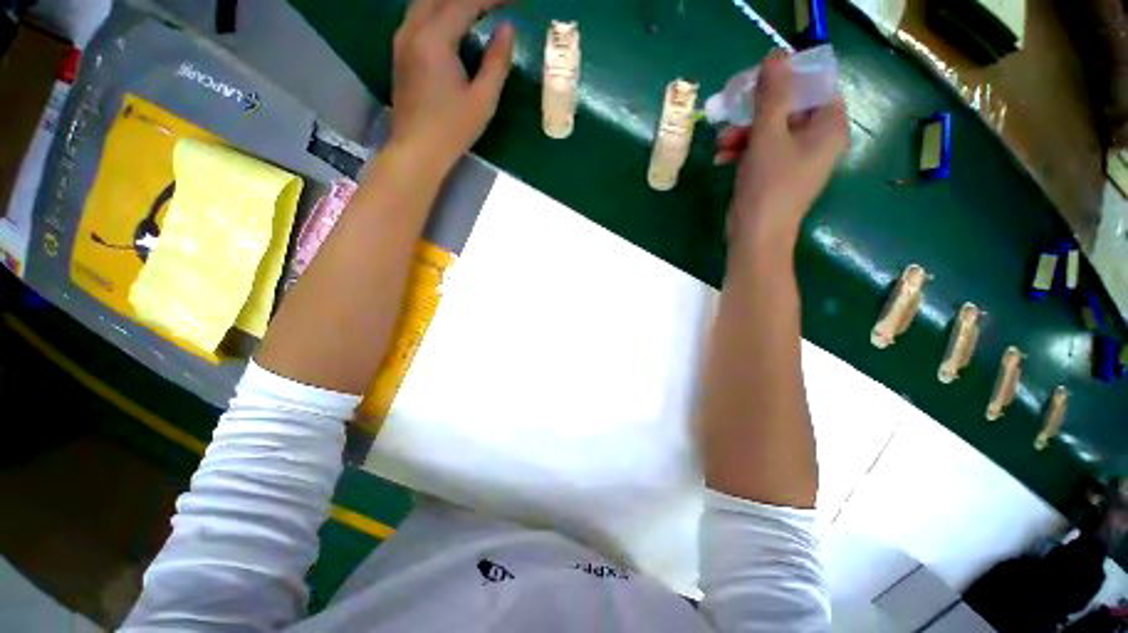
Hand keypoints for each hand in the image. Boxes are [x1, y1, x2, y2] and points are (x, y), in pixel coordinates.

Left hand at [388, 0, 514, 171]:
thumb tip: (508, 30)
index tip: (511, 1)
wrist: (417, 150)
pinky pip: (417, 17)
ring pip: (424, 3)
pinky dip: (437, 12)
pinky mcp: (399, 53)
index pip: (464, 3)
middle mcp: (412, 30)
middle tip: (491, 6)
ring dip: (449, 3)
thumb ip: (496, 61)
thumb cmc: (453, 129)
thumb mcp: (483, 99)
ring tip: (474, 13)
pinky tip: (451, 25)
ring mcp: (402, 41)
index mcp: (434, 39)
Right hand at [715, 52, 848, 247]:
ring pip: (771, 131)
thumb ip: (772, 94)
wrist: (757, 236)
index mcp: (830, 126)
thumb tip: (776, 56)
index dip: (785, 80)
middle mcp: (819, 140)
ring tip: (720, 145)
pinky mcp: (778, 175)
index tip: (755, 85)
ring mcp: (798, 160)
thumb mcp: (768, 135)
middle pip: (789, 109)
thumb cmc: (768, 185)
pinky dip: (743, 151)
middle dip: (755, 113)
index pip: (815, 86)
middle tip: (730, 114)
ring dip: (743, 134)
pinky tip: (722, 158)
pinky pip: (763, 152)